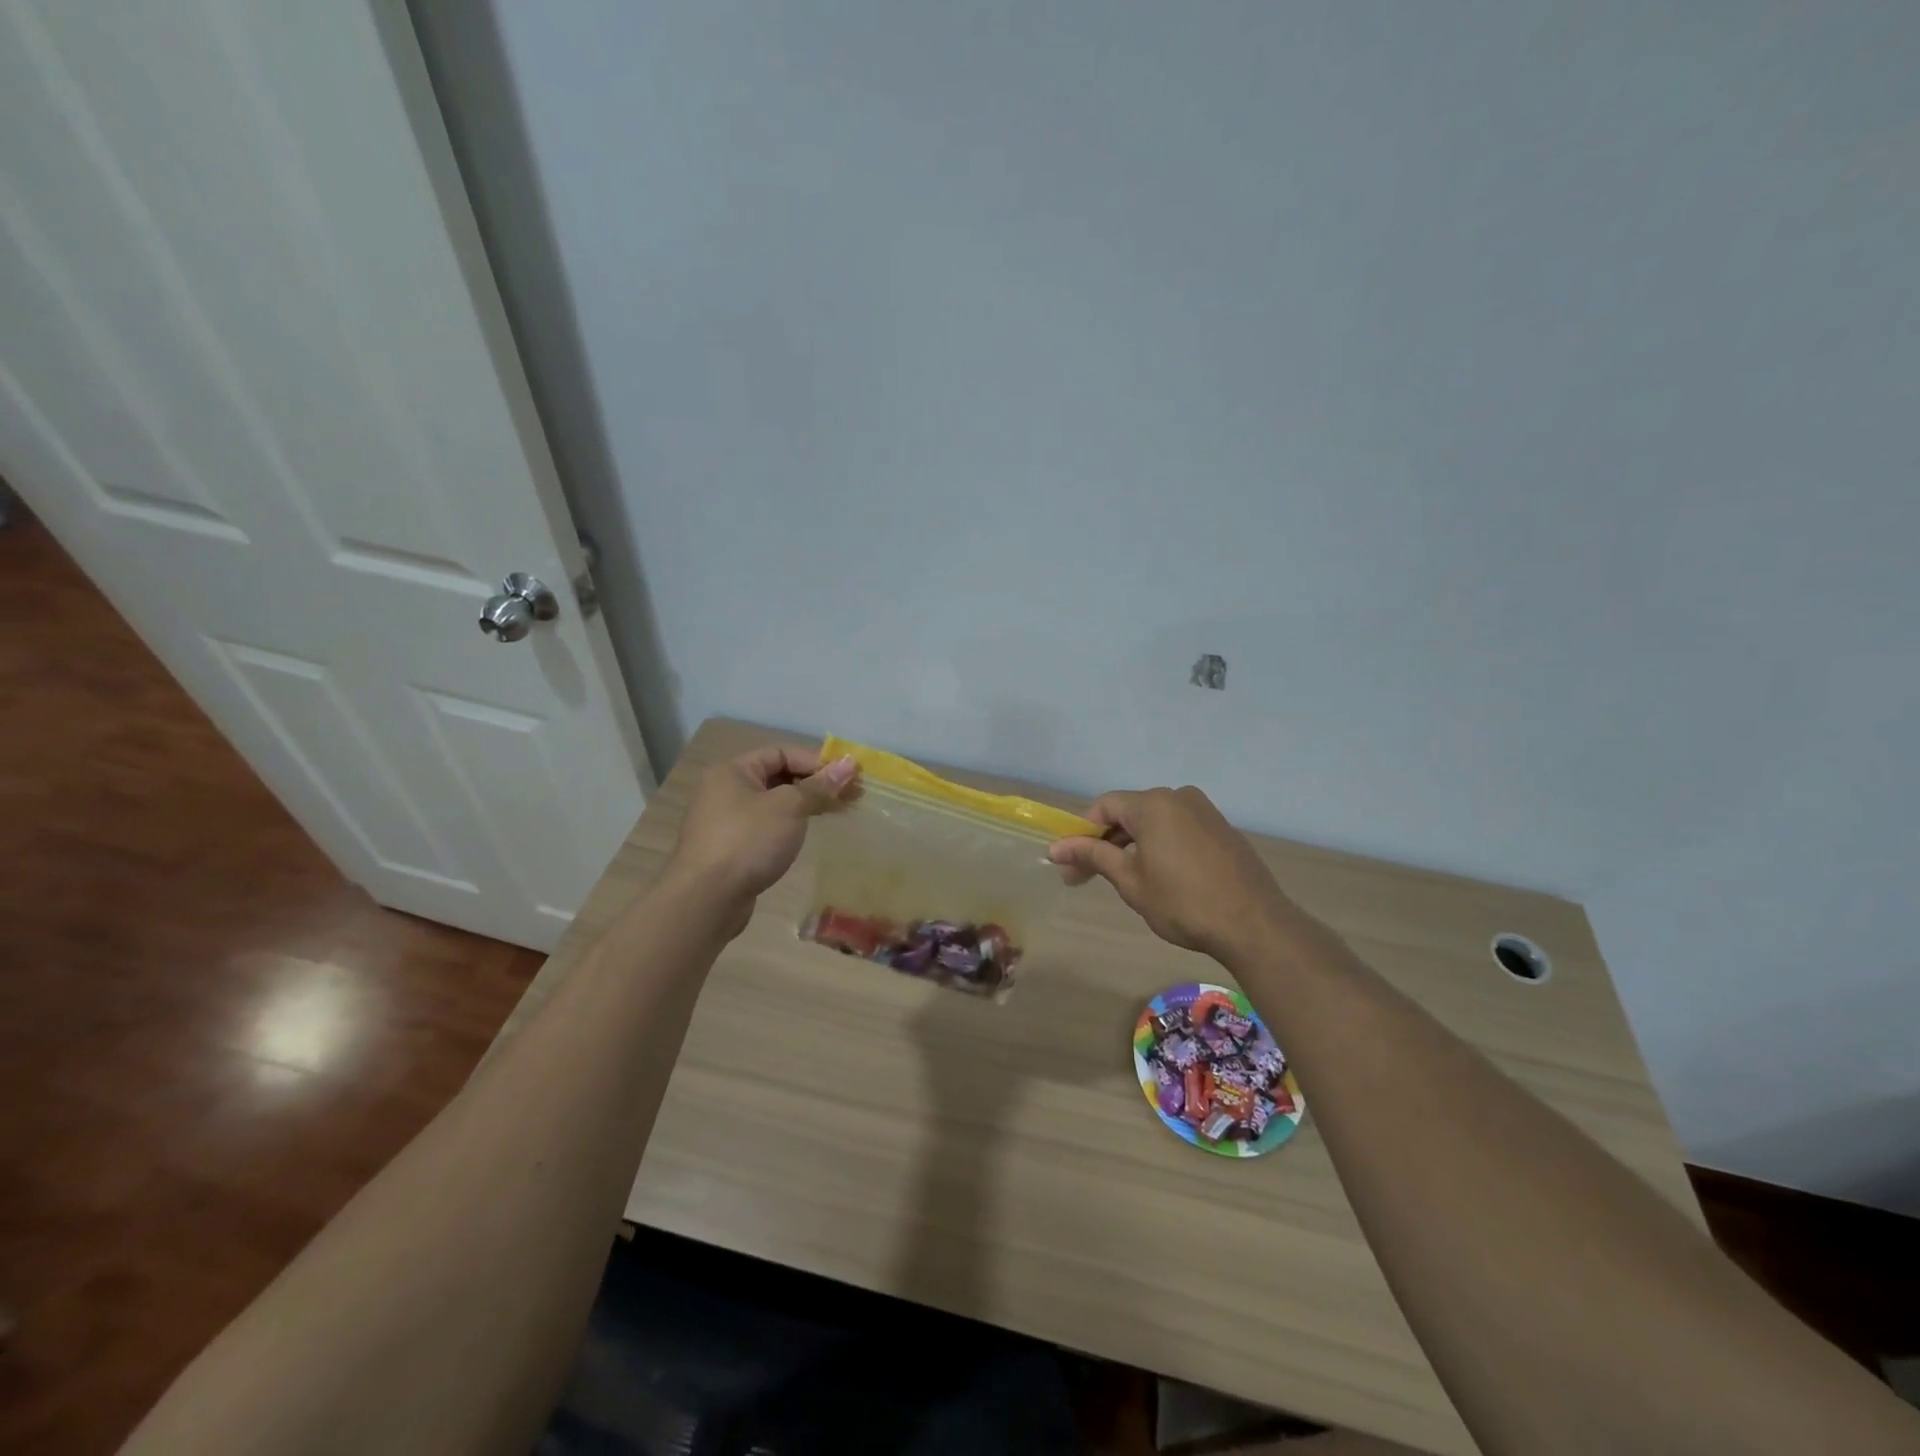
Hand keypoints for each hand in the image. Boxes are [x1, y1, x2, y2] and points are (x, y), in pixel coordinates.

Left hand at [668, 746, 857, 920]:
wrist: (706, 899)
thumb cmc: (748, 841)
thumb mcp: (789, 807)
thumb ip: (819, 786)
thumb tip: (849, 764)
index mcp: (733, 771)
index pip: (781, 753)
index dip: (816, 762)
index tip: (848, 778)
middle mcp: (725, 791)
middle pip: (777, 778)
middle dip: (815, 785)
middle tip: (851, 797)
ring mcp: (725, 822)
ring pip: (773, 805)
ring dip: (804, 806)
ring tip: (836, 814)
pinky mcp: (730, 849)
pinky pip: (765, 828)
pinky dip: (787, 827)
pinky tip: (806, 836)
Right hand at [1048, 786, 1294, 962]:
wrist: (1254, 924)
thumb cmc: (1183, 903)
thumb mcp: (1131, 881)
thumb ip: (1094, 856)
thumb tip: (1057, 848)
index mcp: (1153, 804)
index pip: (1104, 806)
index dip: (1081, 832)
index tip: (1069, 864)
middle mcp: (1178, 797)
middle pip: (1129, 812)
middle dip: (1105, 842)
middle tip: (1086, 877)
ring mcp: (1204, 811)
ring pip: (1155, 821)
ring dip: (1132, 845)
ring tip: (1123, 879)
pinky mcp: (1222, 829)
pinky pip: (1179, 829)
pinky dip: (1160, 845)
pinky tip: (1159, 875)